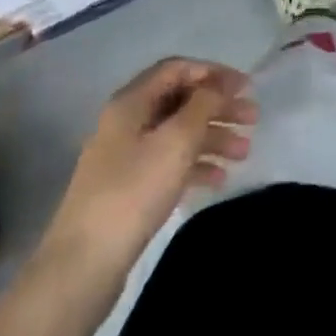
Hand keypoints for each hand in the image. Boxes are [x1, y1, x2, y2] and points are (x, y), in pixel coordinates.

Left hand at [47, 59, 257, 290]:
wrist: (82, 266)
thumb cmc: (133, 191)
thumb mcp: (176, 141)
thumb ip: (203, 105)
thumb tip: (218, 85)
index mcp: (132, 101)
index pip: (178, 69)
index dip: (213, 73)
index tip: (245, 87)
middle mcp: (127, 121)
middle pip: (180, 101)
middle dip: (218, 107)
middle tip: (253, 119)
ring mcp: (126, 156)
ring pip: (177, 133)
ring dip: (212, 138)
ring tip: (244, 153)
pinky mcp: (128, 188)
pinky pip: (168, 163)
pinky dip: (195, 165)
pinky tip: (219, 179)